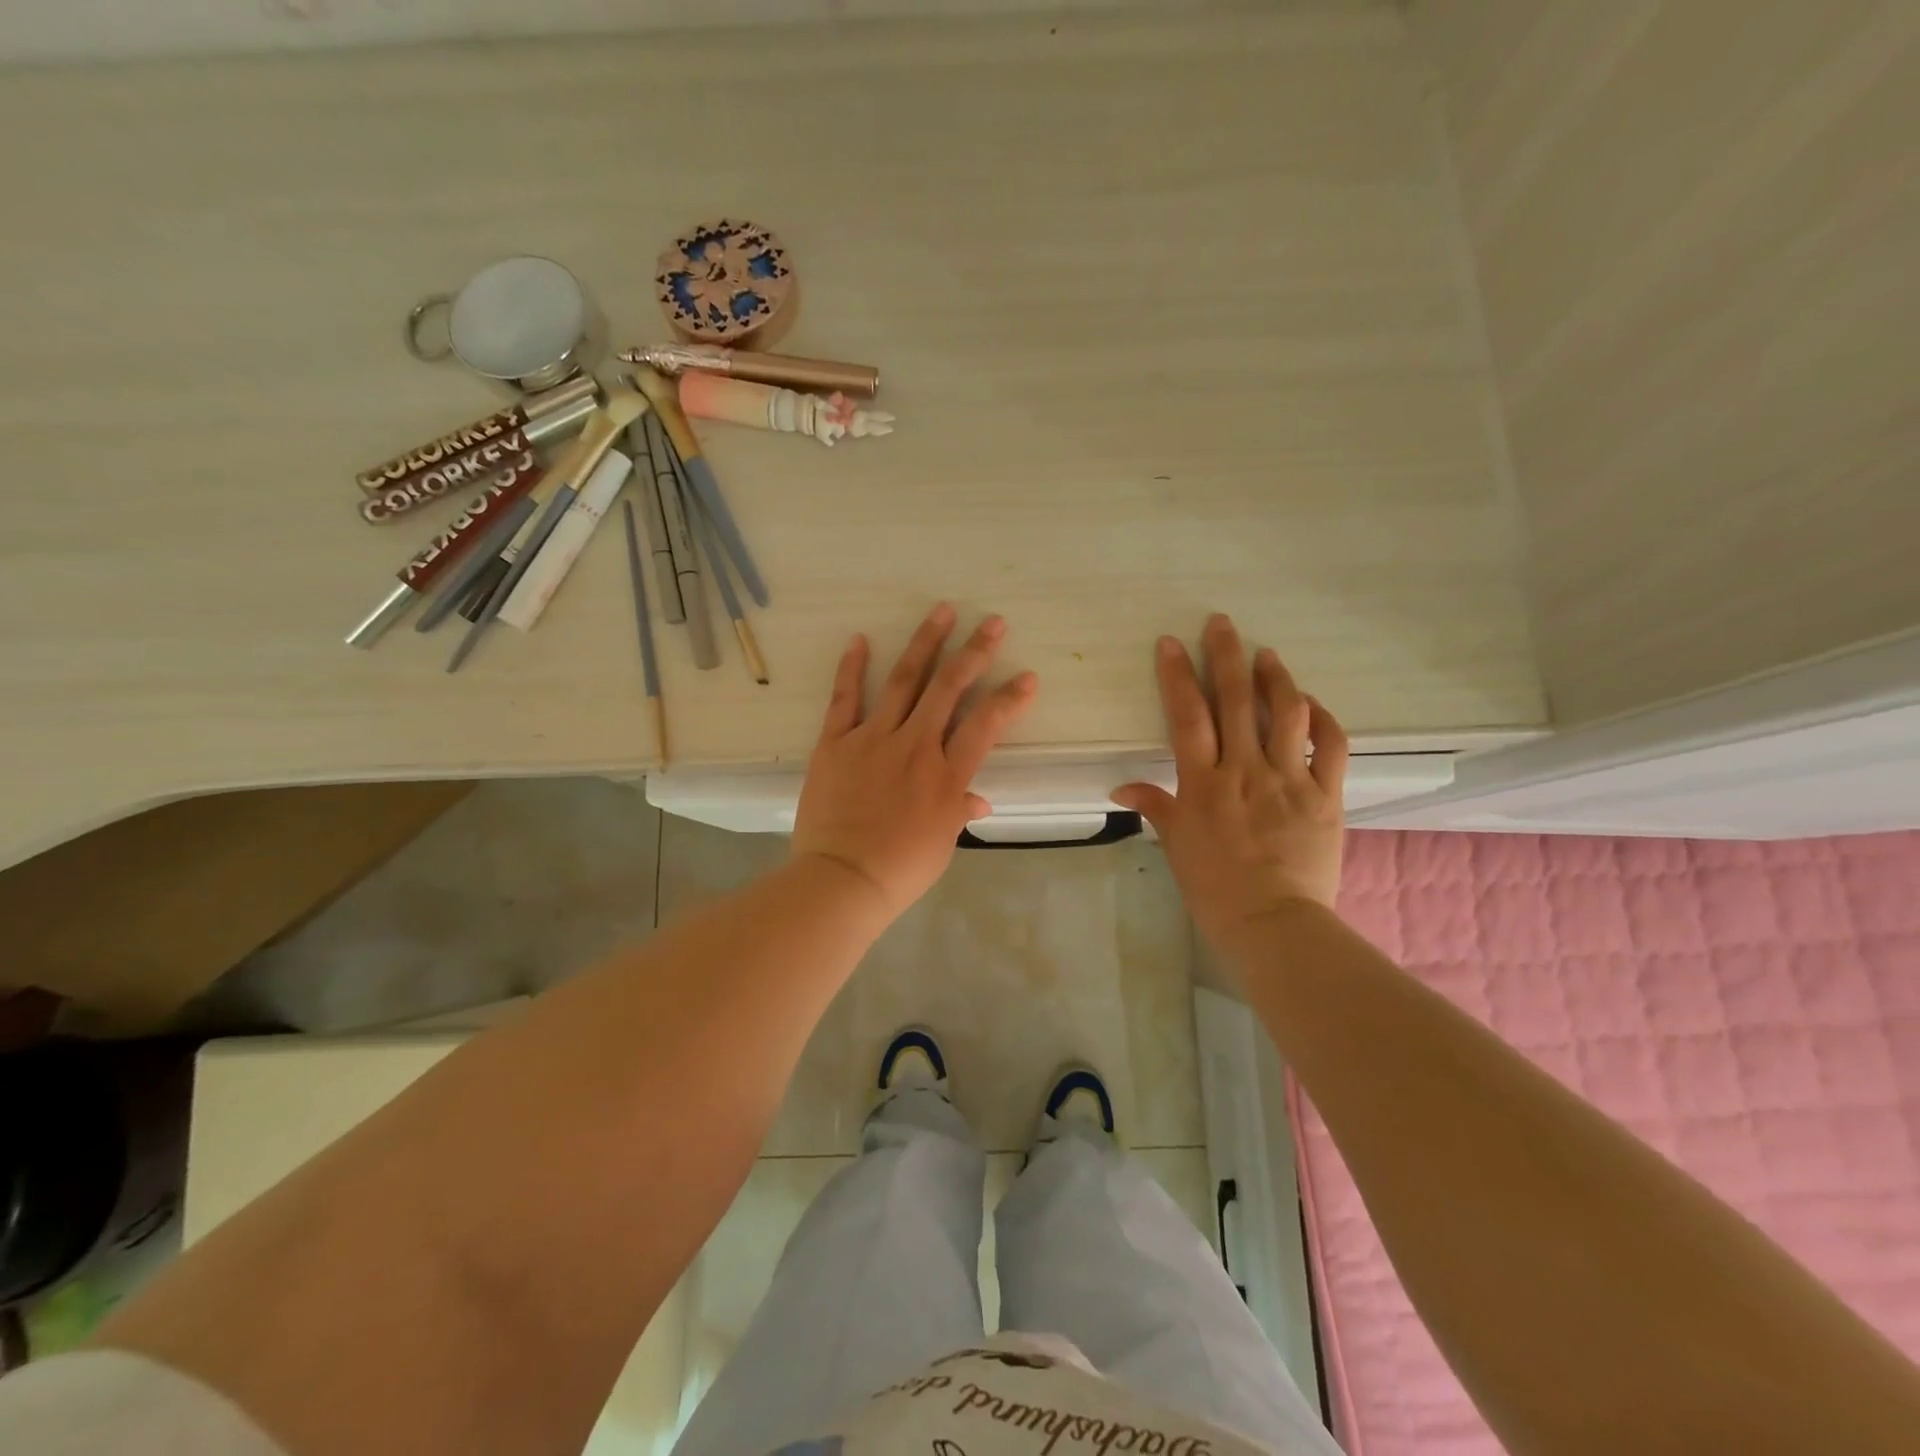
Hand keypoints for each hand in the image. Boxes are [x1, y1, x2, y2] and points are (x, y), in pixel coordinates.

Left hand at [793, 604, 1038, 918]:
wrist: (841, 879)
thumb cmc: (900, 869)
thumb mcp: (942, 843)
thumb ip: (959, 811)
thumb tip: (979, 800)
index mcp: (946, 775)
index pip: (986, 725)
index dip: (1009, 698)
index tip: (1028, 676)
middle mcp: (915, 746)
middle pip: (949, 688)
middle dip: (975, 652)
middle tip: (992, 622)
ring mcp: (873, 739)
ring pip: (903, 681)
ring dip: (925, 644)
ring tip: (941, 611)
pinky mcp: (835, 742)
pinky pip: (844, 699)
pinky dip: (852, 668)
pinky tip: (861, 639)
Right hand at [1113, 614, 1348, 956]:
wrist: (1275, 923)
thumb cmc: (1215, 888)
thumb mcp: (1177, 845)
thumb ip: (1155, 806)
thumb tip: (1122, 786)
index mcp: (1204, 784)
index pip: (1188, 717)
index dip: (1178, 676)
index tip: (1172, 643)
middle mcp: (1246, 771)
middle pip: (1237, 701)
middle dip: (1226, 656)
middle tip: (1222, 623)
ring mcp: (1289, 780)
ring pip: (1287, 714)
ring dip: (1276, 678)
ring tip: (1267, 655)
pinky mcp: (1326, 794)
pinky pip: (1330, 746)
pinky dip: (1323, 719)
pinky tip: (1310, 703)